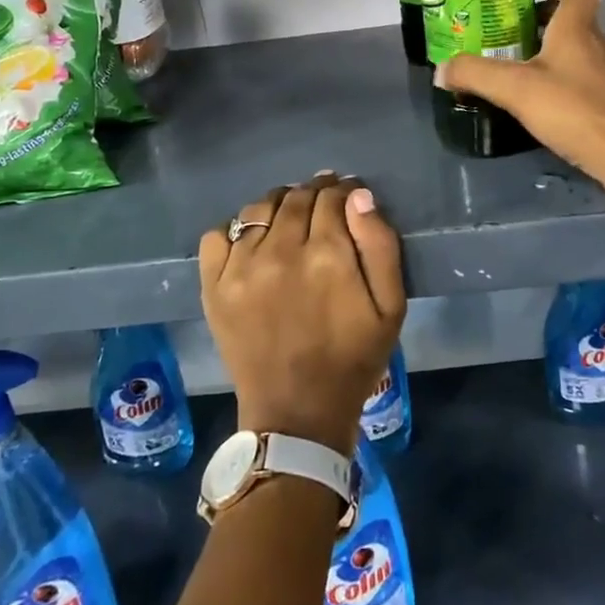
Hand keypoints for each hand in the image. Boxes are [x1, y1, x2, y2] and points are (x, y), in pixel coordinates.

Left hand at [198, 173, 405, 456]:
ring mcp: (241, 267)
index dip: (344, 191)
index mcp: (328, 255)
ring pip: (258, 208)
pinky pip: (217, 235)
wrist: (297, 413)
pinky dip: (235, 230)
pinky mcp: (214, 286)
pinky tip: (252, 243)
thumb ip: (380, 245)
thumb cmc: (353, 359)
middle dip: (314, 193)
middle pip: (296, 197)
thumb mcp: (391, 307)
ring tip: (289, 218)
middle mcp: (281, 251)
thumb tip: (359, 196)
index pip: (333, 197)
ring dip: (278, 205)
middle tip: (323, 204)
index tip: (348, 196)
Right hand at [434, 0, 604, 175]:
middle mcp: (596, 44)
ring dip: (553, 49)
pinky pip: (583, 77)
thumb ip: (475, 74)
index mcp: (576, 28)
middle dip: (546, 18)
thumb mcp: (514, 89)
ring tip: (520, 64)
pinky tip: (541, 99)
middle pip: (576, 18)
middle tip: (514, 30)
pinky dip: (562, 78)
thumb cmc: (571, 108)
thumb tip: (442, 70)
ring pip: (580, 48)